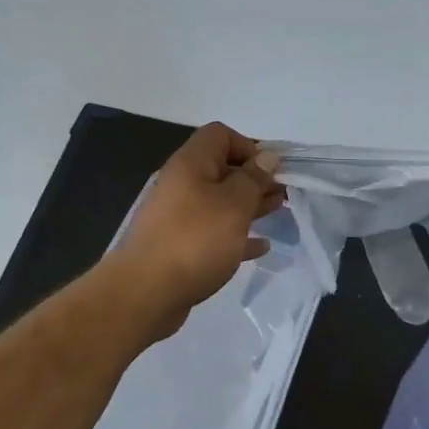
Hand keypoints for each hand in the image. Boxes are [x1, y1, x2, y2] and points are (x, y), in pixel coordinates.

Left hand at [108, 122, 282, 337]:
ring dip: (249, 205)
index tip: (270, 170)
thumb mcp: (234, 205)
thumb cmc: (195, 240)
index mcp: (191, 164)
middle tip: (283, 193)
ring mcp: (178, 217)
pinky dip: (236, 235)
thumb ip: (254, 179)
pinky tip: (260, 247)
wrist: (145, 293)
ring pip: (219, 202)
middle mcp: (182, 184)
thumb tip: (266, 157)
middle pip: (222, 169)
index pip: (220, 135)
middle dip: (254, 178)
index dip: (248, 146)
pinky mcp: (179, 246)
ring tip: (277, 213)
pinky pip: (213, 233)